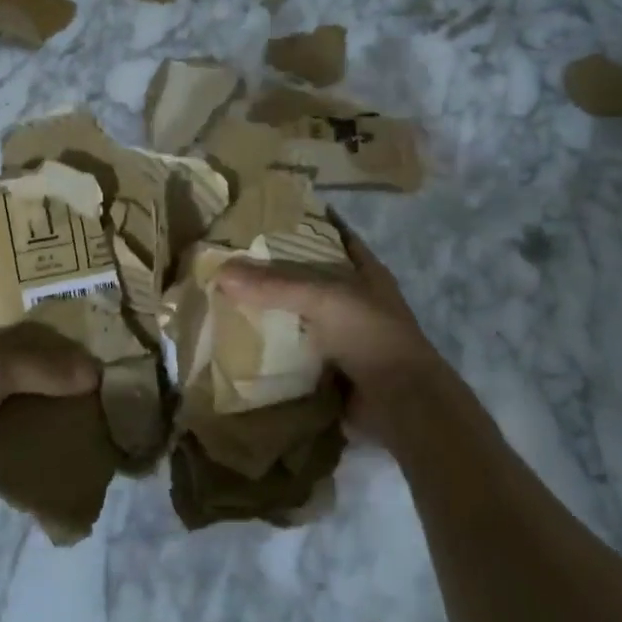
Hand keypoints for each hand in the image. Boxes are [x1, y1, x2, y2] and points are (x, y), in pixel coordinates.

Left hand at [0, 288, 98, 516]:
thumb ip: (42, 366)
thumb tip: (95, 372)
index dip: (20, 271)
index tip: (62, 269)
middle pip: (4, 321)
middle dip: (42, 320)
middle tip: (86, 313)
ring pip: (8, 359)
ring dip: (40, 360)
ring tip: (84, 351)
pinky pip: (8, 393)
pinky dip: (32, 393)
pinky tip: (64, 394)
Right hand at [215, 230, 450, 445]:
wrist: (399, 403)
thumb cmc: (370, 336)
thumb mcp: (323, 299)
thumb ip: (274, 285)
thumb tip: (221, 271)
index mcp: (364, 273)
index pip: (333, 237)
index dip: (305, 225)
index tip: (265, 218)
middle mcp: (355, 301)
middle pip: (309, 279)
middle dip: (274, 273)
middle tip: (230, 262)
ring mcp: (343, 337)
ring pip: (299, 316)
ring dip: (270, 313)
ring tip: (225, 299)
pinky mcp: (330, 368)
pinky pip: (293, 352)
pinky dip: (271, 349)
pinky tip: (239, 342)